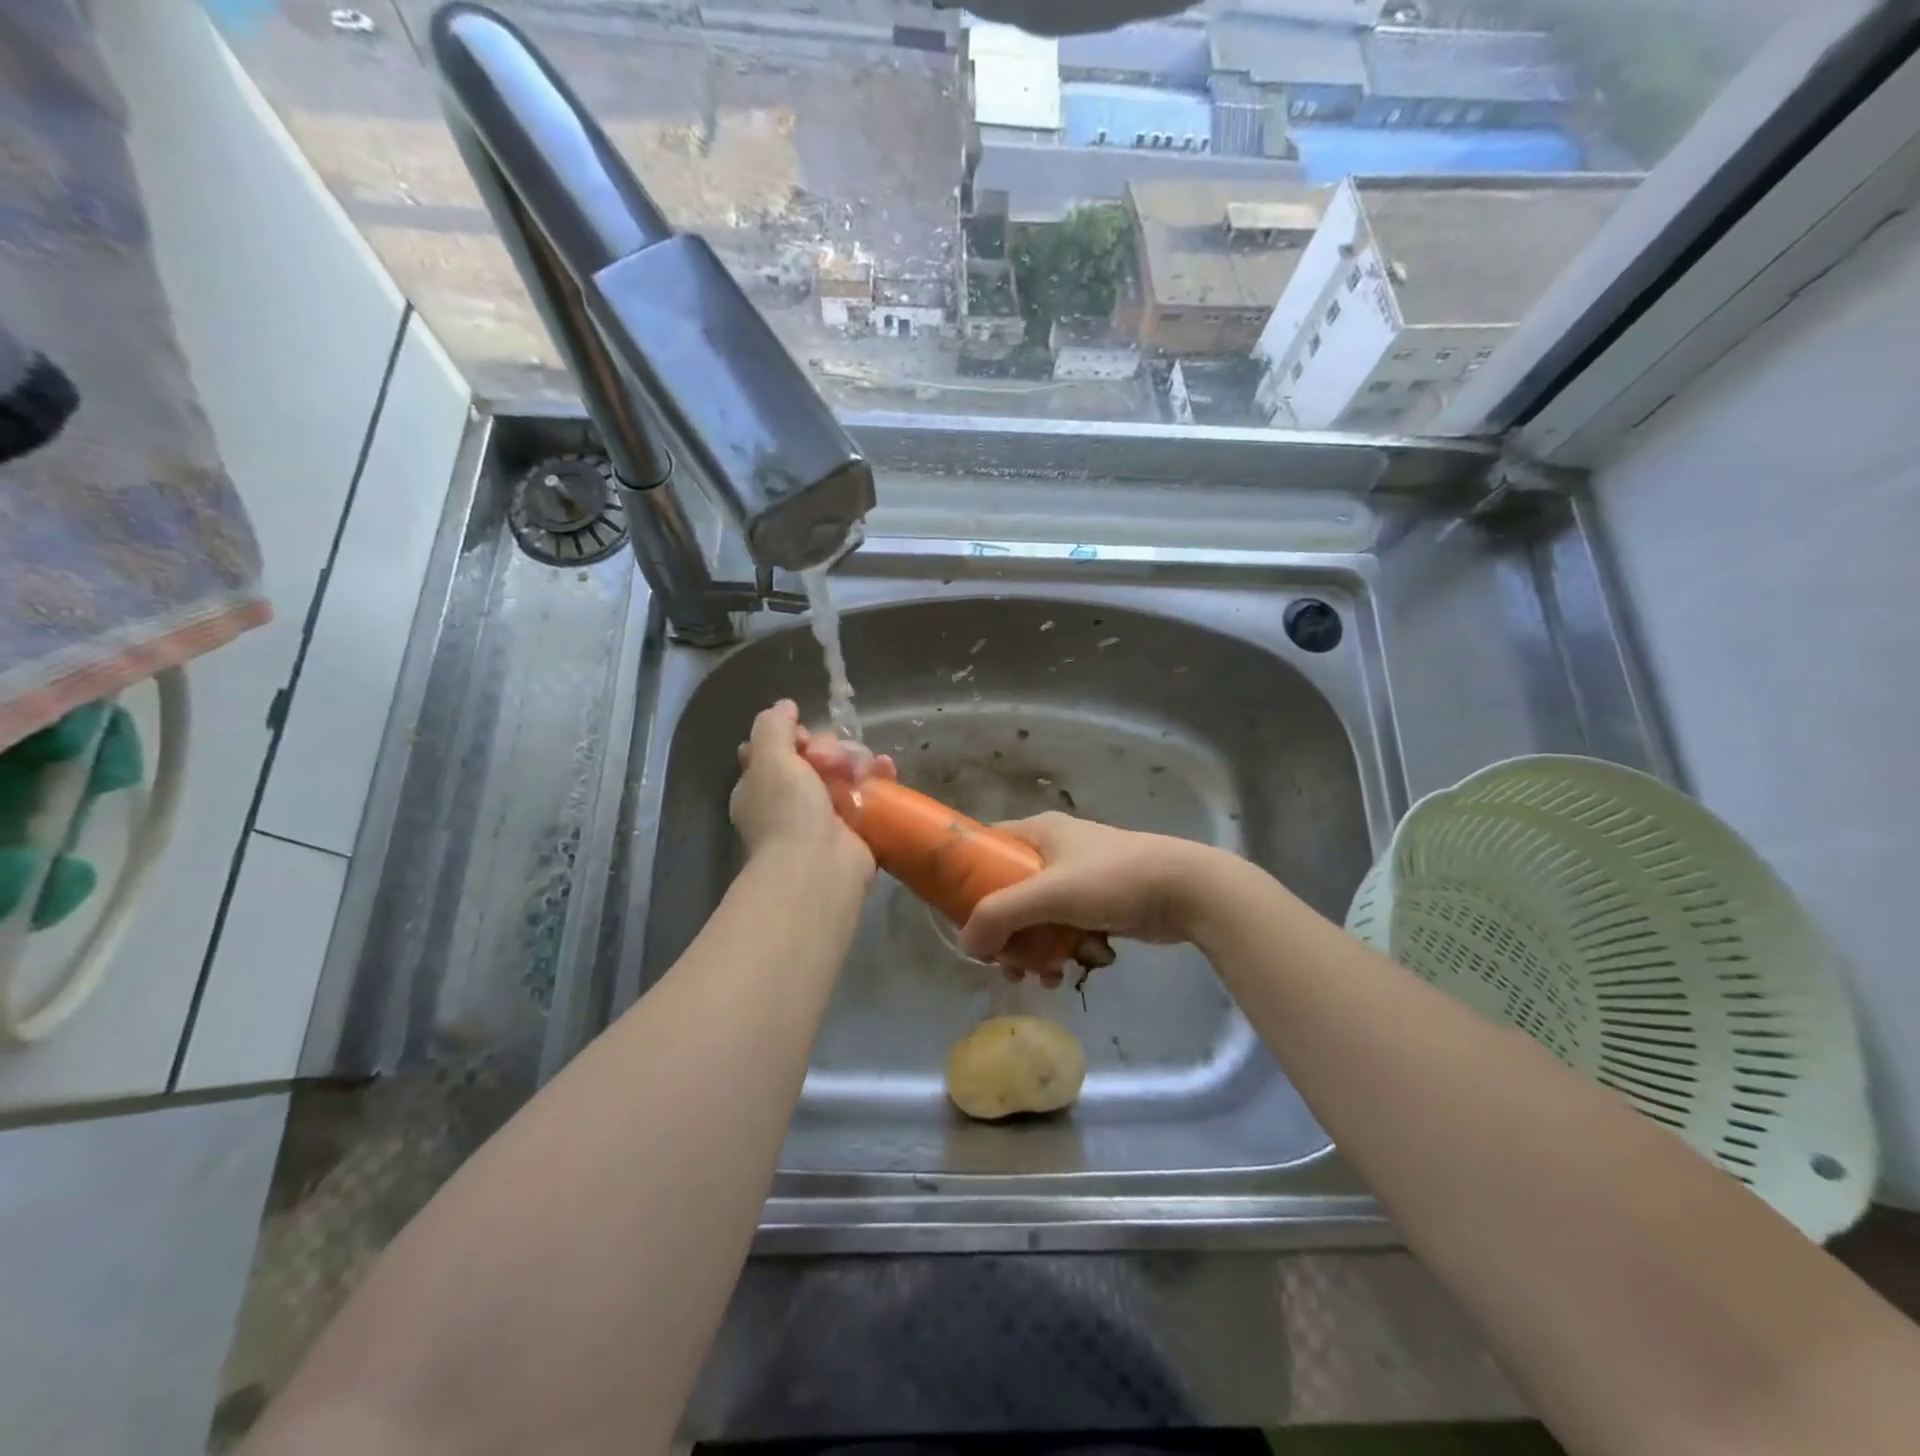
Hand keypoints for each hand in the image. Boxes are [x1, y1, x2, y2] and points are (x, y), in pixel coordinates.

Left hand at [730, 700, 893, 869]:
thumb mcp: (769, 758)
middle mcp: (791, 799)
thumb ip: (773, 726)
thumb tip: (785, 706)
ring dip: (857, 760)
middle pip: (816, 755)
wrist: (818, 866)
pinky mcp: (857, 826)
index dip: (793, 736)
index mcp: (762, 786)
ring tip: (860, 770)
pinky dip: (879, 777)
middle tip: (831, 762)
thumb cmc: (787, 811)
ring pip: (845, 770)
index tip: (803, 738)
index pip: (777, 749)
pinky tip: (886, 769)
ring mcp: (825, 814)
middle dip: (829, 750)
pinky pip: (869, 792)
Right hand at [958, 813, 1221, 974]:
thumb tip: (966, 944)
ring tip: (1036, 976)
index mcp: (1039, 832)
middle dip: (1002, 930)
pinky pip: (1062, 929)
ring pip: (1036, 916)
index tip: (955, 913)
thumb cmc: (1112, 879)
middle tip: (1001, 961)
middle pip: (1008, 890)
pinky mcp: (1098, 904)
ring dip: (1030, 948)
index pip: (987, 847)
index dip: (966, 877)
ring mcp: (1077, 878)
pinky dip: (1057, 951)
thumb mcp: (1049, 892)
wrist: (1186, 890)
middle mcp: (1054, 851)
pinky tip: (1063, 973)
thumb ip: (1001, 915)